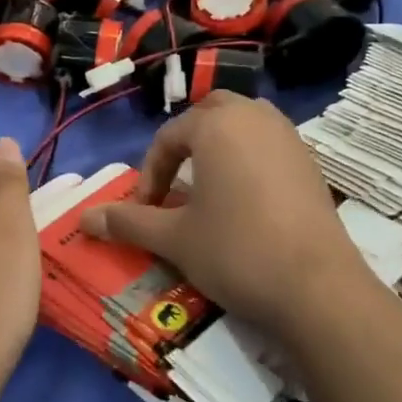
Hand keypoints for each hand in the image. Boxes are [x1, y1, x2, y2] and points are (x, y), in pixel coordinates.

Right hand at [81, 92, 394, 352]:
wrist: (318, 288)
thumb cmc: (235, 252)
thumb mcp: (173, 239)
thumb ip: (128, 222)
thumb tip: (83, 219)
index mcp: (217, 125)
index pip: (169, 137)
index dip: (149, 174)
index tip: (143, 210)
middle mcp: (255, 118)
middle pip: (210, 113)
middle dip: (186, 142)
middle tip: (174, 182)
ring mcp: (290, 138)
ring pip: (245, 124)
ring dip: (220, 146)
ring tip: (207, 186)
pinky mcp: (312, 164)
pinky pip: (270, 145)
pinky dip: (249, 160)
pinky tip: (246, 201)